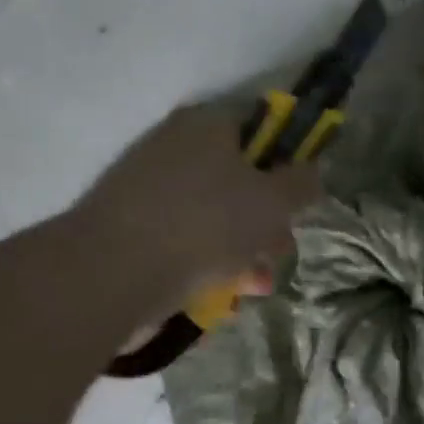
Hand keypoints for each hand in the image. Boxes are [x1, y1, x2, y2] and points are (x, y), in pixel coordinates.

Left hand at [74, 104, 321, 313]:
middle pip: (239, 181)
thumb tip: (311, 172)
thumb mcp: (272, 202)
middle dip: (267, 223)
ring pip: (215, 220)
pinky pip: (185, 244)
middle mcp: (174, 149)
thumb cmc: (204, 225)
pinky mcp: (133, 232)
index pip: (260, 131)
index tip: (298, 203)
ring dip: (243, 253)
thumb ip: (301, 184)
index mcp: (206, 126)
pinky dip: (207, 267)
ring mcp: (149, 191)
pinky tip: (220, 297)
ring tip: (252, 287)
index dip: (287, 166)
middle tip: (276, 252)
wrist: (112, 273)